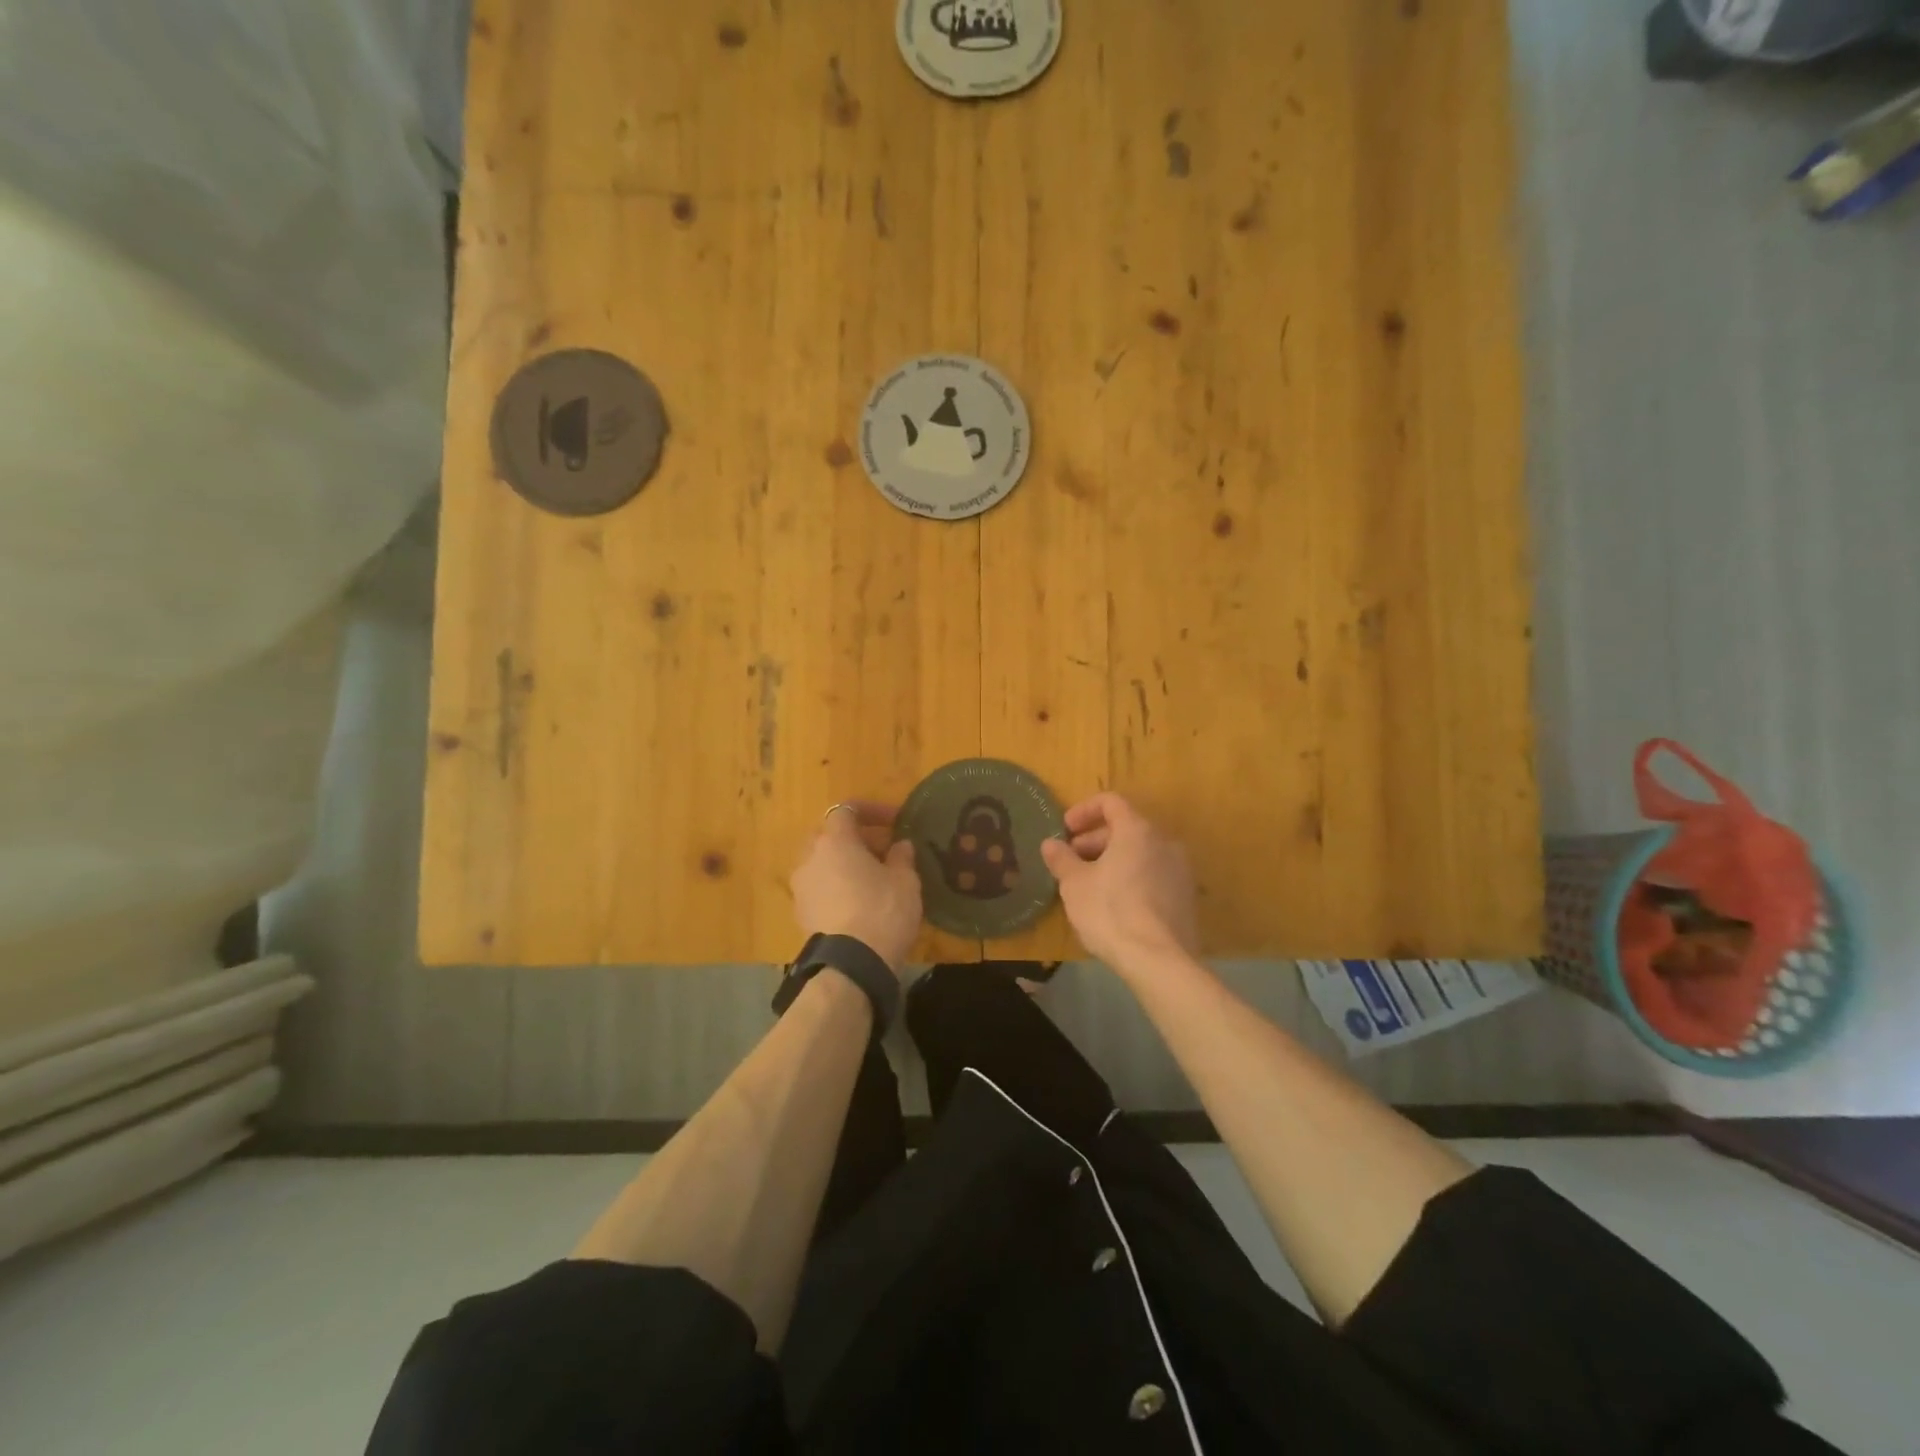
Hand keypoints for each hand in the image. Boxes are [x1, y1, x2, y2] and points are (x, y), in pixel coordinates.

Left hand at [790, 802, 921, 973]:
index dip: (872, 811)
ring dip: (845, 865)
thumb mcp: (905, 880)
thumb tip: (900, 845)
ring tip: (873, 880)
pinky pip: (820, 888)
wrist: (852, 966)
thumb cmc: (882, 911)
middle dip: (857, 839)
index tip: (895, 822)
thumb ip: (902, 856)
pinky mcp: (800, 914)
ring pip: (823, 863)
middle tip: (884, 851)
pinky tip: (859, 904)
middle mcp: (810, 858)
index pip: (847, 810)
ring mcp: (801, 887)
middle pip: (830, 836)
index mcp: (834, 841)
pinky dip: (837, 888)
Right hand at [1040, 793, 1198, 971]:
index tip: (1065, 830)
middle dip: (1094, 840)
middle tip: (1071, 861)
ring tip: (1089, 884)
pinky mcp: (1185, 896)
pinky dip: (1131, 877)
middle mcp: (1164, 842)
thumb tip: (1050, 844)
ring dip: (1112, 860)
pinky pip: (1153, 874)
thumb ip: (1061, 859)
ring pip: (1140, 852)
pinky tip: (1114, 903)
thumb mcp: (1074, 884)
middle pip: (1126, 827)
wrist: (1159, 961)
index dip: (1083, 811)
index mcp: (1137, 830)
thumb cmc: (1110, 912)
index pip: (1110, 802)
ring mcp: (1180, 869)